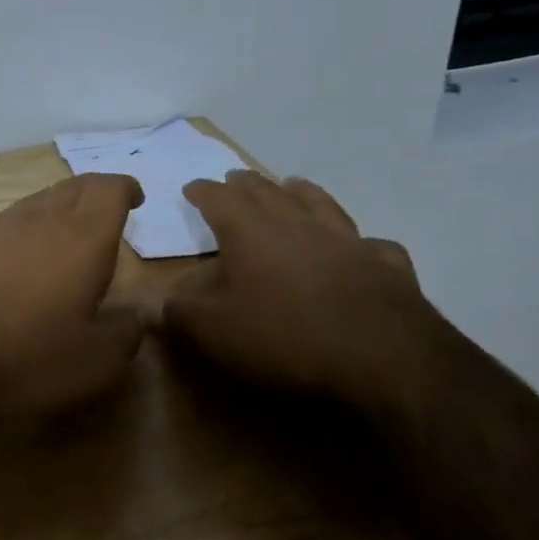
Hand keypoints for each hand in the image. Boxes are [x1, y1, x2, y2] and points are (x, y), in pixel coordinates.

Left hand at [0, 173, 144, 420]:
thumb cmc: (24, 357)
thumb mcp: (94, 363)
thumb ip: (125, 333)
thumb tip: (138, 315)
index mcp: (80, 239)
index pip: (107, 190)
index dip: (124, 188)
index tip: (134, 198)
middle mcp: (36, 219)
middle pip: (71, 188)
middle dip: (92, 194)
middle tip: (104, 212)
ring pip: (33, 204)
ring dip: (54, 211)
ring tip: (61, 237)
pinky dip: (18, 232)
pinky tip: (12, 259)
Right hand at [162, 171, 456, 411]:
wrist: (386, 361)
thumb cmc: (285, 337)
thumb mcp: (213, 331)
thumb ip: (176, 313)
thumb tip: (151, 303)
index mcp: (249, 231)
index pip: (218, 198)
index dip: (202, 191)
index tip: (191, 188)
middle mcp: (296, 224)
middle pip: (266, 191)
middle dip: (246, 183)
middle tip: (234, 178)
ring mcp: (347, 242)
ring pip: (320, 204)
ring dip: (301, 192)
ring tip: (293, 184)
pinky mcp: (387, 267)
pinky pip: (372, 245)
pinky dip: (361, 243)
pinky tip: (363, 248)